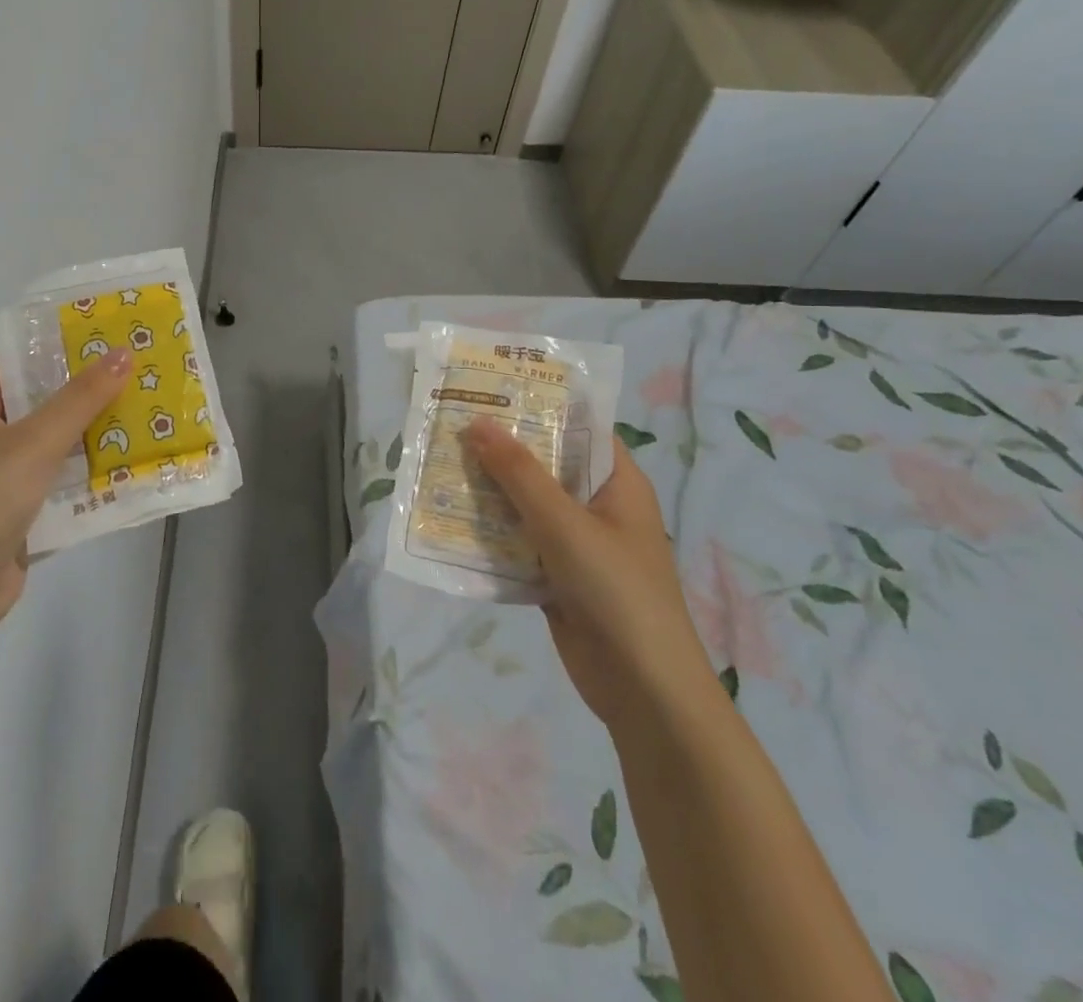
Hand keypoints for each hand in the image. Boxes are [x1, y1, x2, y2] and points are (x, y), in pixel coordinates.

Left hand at [0, 350, 132, 653]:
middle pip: (39, 404)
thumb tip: (124, 353)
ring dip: (90, 436)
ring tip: (144, 413)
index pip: (19, 365)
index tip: (114, 344)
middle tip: (140, 377)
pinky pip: (54, 479)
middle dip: (87, 396)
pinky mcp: (12, 510)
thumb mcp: (36, 441)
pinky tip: (127, 462)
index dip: (64, 353)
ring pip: (51, 444)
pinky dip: (84, 473)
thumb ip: (82, 398)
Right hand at [463, 423, 715, 730]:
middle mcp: (596, 506)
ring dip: (488, 492)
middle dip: (499, 449)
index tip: (488, 389)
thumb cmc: (616, 591)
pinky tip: (448, 519)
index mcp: (616, 482)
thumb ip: (519, 473)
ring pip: (525, 505)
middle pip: (544, 465)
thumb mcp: (565, 524)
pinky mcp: (555, 577)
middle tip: (449, 424)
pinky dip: (489, 533)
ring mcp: (575, 543)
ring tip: (438, 464)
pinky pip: (516, 543)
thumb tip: (478, 421)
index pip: (577, 427)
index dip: (537, 405)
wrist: (643, 692)